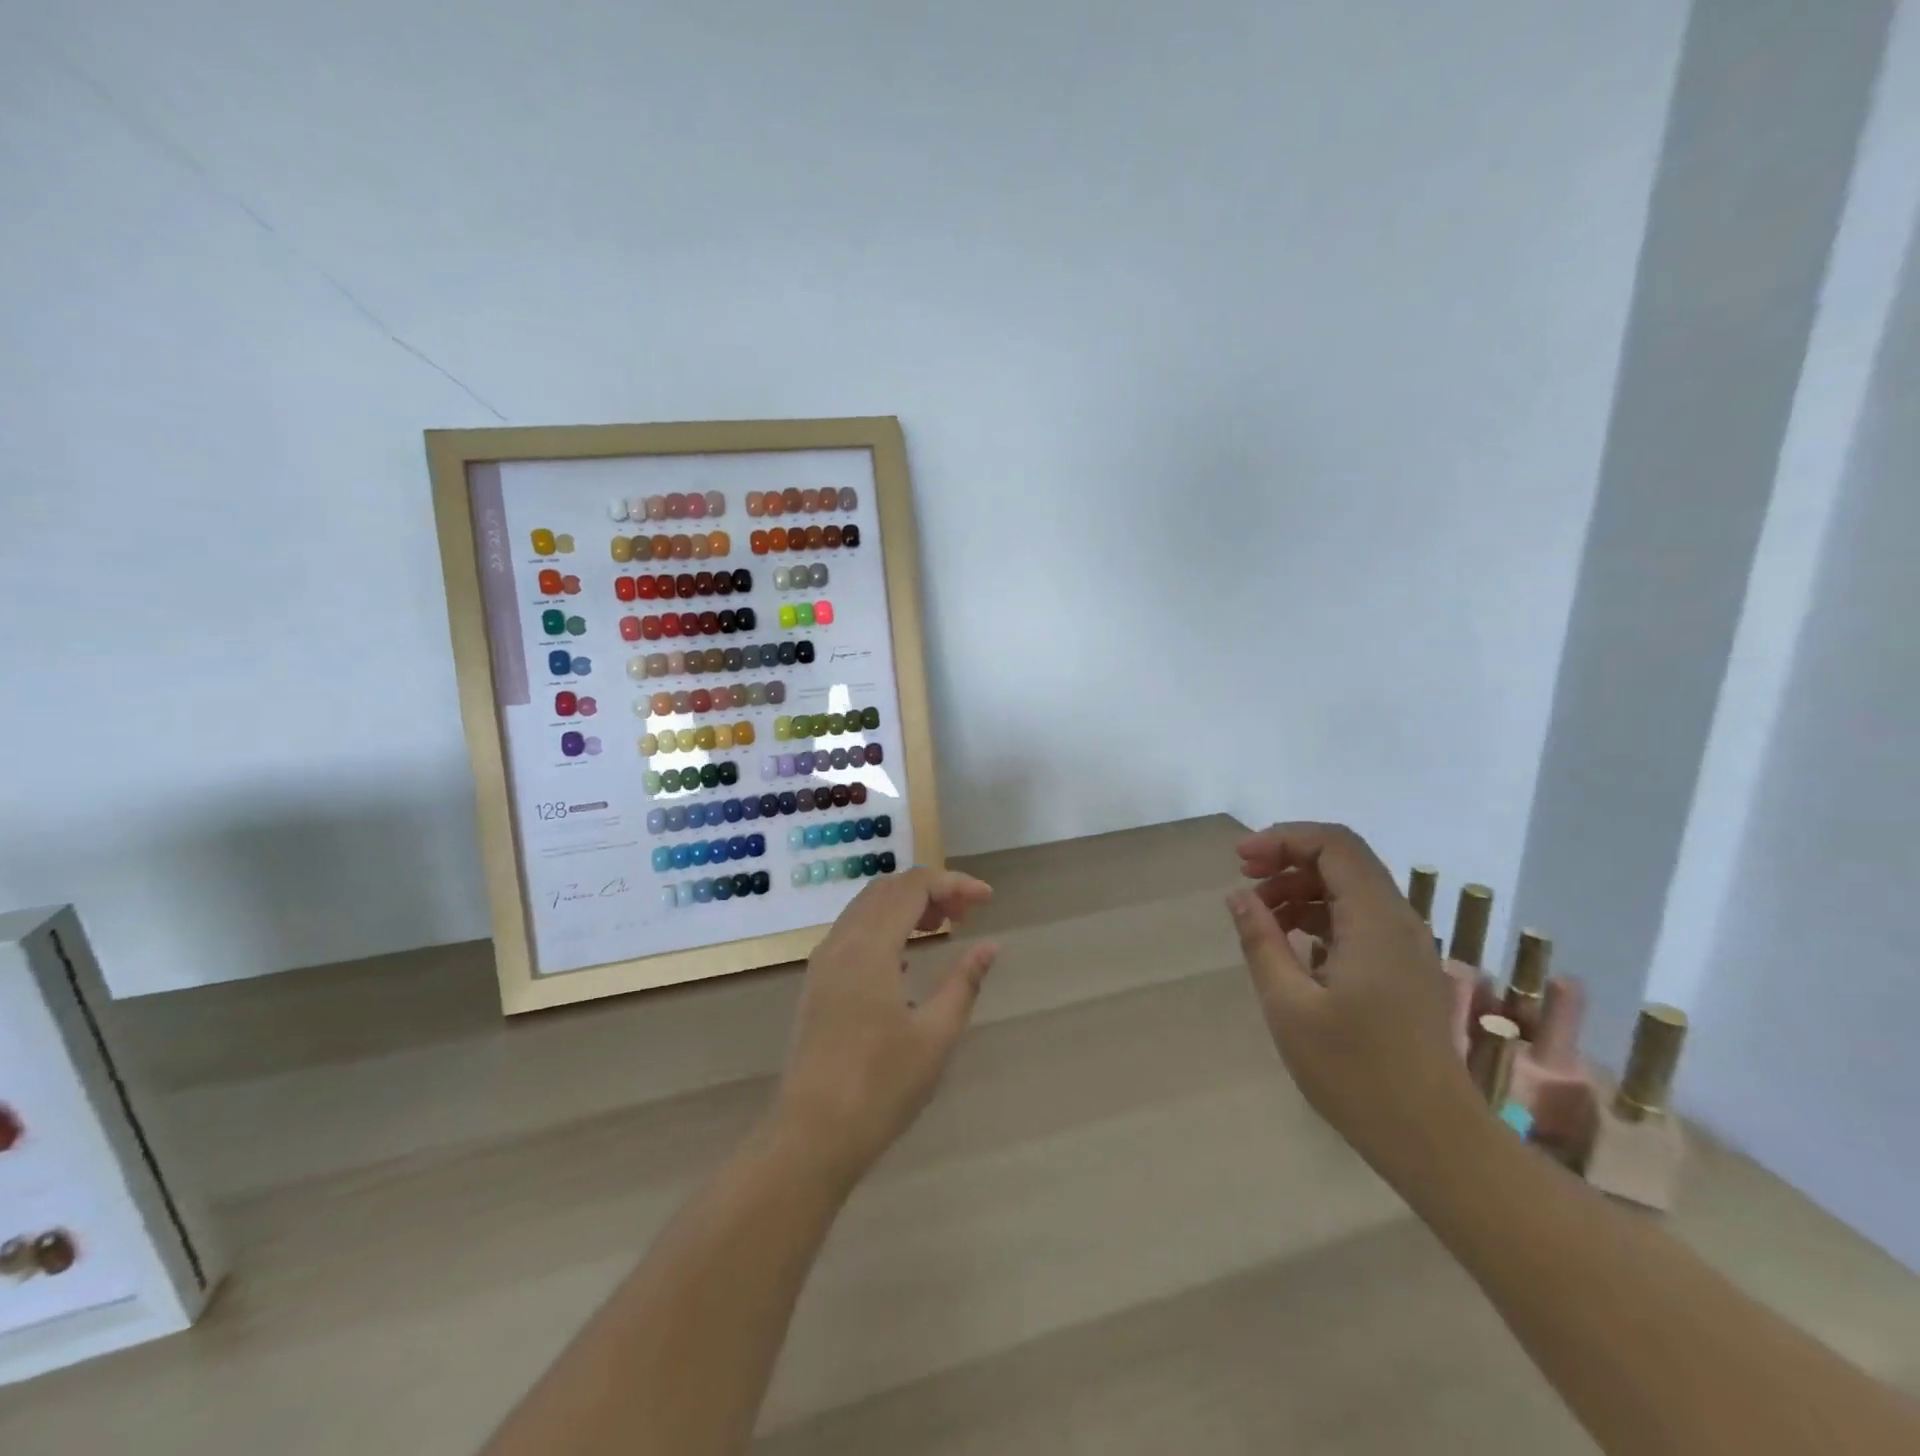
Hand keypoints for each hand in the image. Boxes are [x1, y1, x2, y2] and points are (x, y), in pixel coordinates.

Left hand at [772, 868, 998, 1185]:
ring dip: (906, 905)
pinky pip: (853, 931)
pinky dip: (885, 925)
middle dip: (931, 889)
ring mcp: (823, 961)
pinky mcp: (817, 982)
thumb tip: (990, 946)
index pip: (914, 887)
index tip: (987, 899)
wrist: (811, 1135)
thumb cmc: (881, 1086)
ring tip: (943, 927)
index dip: (954, 883)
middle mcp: (841, 942)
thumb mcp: (936, 1035)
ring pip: (867, 907)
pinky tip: (906, 957)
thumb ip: (965, 982)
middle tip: (967, 914)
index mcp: (870, 946)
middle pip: (888, 888)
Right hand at [1227, 822, 1477, 1182]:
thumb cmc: (1355, 1072)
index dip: (1283, 838)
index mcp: (1375, 921)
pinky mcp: (1403, 969)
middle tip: (1245, 885)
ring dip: (1301, 889)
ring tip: (1260, 918)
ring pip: (1350, 888)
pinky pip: (1359, 918)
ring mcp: (1406, 946)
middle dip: (1288, 860)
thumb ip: (1261, 940)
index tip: (1240, 862)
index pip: (1333, 844)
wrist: (1432, 1139)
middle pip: (1343, 860)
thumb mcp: (1289, 1005)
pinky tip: (1292, 945)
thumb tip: (1239, 895)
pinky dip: (1320, 915)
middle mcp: (1398, 921)